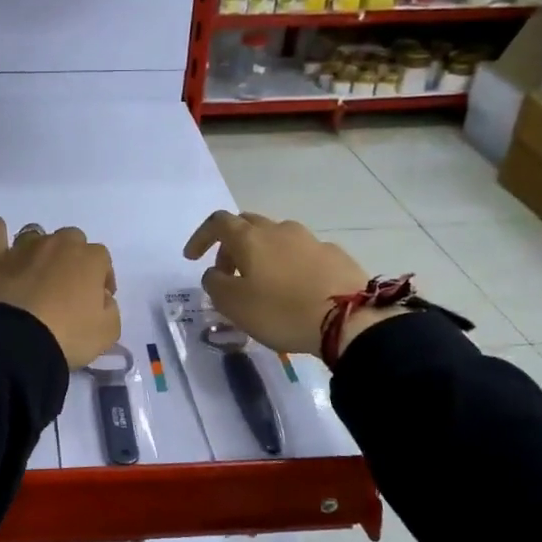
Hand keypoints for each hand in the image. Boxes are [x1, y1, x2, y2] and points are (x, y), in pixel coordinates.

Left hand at [0, 217, 120, 368]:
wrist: (17, 341)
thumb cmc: (68, 336)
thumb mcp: (107, 332)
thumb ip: (110, 309)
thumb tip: (100, 298)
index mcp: (90, 258)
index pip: (102, 258)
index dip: (101, 278)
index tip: (97, 299)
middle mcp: (58, 244)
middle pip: (71, 239)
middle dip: (72, 259)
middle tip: (66, 288)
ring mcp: (24, 248)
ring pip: (35, 234)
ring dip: (39, 249)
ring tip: (35, 274)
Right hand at [183, 211, 401, 357]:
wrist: (349, 319)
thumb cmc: (281, 311)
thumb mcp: (233, 304)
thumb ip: (215, 284)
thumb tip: (215, 273)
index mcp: (250, 238)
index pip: (217, 223)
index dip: (201, 237)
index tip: (192, 257)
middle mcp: (279, 230)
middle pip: (247, 225)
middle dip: (231, 245)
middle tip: (227, 272)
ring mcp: (310, 240)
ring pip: (276, 237)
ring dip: (262, 254)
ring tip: (262, 283)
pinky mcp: (334, 255)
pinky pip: (302, 252)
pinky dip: (289, 264)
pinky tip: (294, 289)